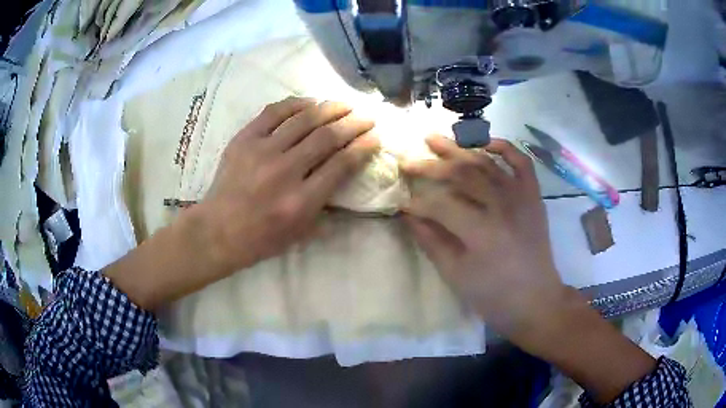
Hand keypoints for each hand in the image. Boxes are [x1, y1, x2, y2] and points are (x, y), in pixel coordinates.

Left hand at [105, 97, 378, 309]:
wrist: (217, 230)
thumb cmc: (260, 239)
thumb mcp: (300, 234)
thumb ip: (326, 208)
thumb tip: (344, 181)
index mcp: (301, 201)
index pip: (341, 165)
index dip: (362, 147)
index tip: (374, 137)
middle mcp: (285, 172)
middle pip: (327, 137)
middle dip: (353, 123)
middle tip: (366, 116)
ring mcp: (262, 152)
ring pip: (304, 120)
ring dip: (329, 108)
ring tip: (344, 105)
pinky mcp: (244, 140)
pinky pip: (273, 113)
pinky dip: (295, 104)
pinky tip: (309, 102)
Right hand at [400, 135, 563, 336]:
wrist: (536, 300)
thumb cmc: (493, 295)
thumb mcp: (455, 275)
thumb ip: (431, 241)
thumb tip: (409, 215)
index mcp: (481, 232)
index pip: (441, 205)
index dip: (418, 203)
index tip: (402, 203)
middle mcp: (502, 206)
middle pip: (462, 175)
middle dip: (431, 166)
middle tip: (408, 160)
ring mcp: (521, 197)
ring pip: (486, 163)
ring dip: (459, 149)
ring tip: (435, 140)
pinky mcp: (533, 196)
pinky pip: (522, 162)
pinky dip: (504, 147)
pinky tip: (485, 142)